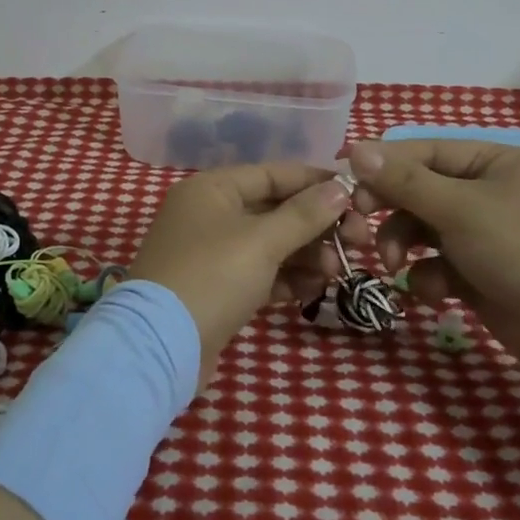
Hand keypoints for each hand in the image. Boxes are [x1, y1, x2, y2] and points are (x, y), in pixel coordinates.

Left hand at [131, 162, 367, 384]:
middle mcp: (209, 214)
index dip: (315, 182)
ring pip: (269, 244)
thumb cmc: (212, 277)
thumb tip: (339, 187)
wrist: (161, 346)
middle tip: (358, 240)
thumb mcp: (262, 241)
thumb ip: (304, 214)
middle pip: (274, 209)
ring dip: (306, 254)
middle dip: (316, 225)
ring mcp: (211, 253)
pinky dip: (286, 278)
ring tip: (337, 270)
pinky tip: (315, 288)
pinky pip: (259, 273)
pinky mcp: (216, 288)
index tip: (356, 193)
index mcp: (212, 189)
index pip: (273, 174)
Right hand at [345, 139, 519, 382]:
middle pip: (418, 192)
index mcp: (492, 163)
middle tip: (359, 227)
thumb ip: (404, 181)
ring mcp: (484, 236)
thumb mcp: (458, 208)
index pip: (423, 152)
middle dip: (389, 212)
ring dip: (401, 247)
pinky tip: (434, 294)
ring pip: (422, 231)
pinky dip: (428, 278)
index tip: (342, 178)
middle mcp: (487, 193)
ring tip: (392, 266)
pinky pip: (437, 265)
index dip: (381, 164)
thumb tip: (355, 148)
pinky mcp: (480, 275)